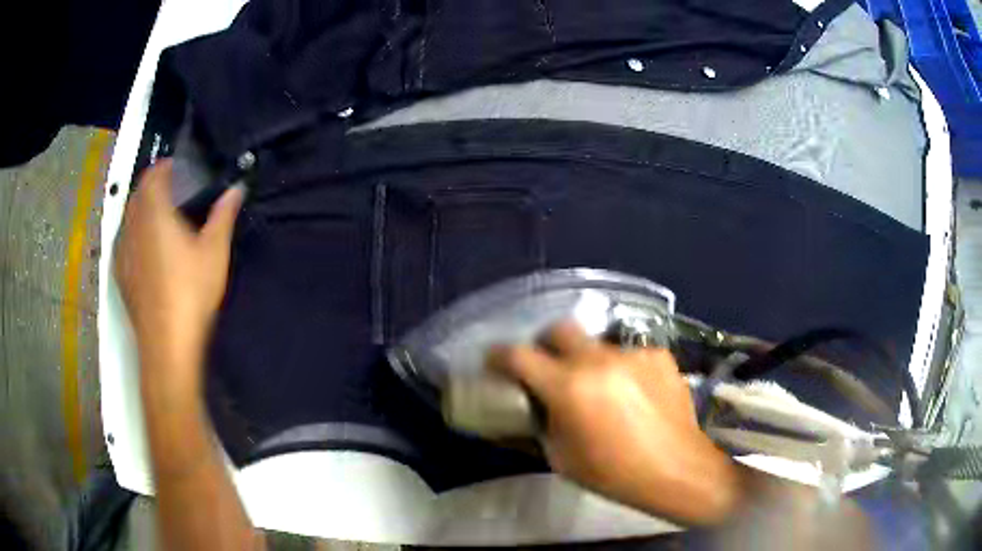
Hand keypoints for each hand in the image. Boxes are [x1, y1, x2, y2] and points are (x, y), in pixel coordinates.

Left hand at [114, 160, 243, 390]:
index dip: (166, 167)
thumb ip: (223, 215)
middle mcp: (132, 226)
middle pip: (138, 193)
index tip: (182, 170)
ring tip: (163, 221)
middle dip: (154, 186)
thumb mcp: (214, 252)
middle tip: (176, 194)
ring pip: (129, 217)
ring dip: (143, 209)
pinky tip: (149, 251)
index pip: (153, 174)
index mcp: (154, 213)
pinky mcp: (120, 274)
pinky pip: (125, 240)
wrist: (166, 345)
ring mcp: (123, 252)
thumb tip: (236, 188)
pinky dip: (135, 233)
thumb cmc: (191, 294)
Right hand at [489, 322, 743, 525]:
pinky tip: (633, 393)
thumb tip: (529, 407)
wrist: (676, 469)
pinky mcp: (658, 355)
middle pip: (560, 328)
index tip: (493, 360)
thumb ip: (541, 423)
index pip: (519, 356)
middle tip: (548, 365)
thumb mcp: (561, 457)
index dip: (499, 355)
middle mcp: (598, 359)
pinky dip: (621, 369)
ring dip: (588, 360)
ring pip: (597, 343)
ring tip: (600, 388)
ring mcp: (632, 354)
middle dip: (546, 343)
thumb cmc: (613, 473)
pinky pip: (628, 354)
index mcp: (568, 387)